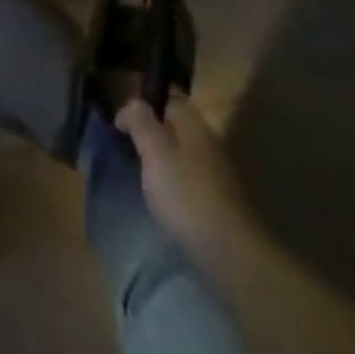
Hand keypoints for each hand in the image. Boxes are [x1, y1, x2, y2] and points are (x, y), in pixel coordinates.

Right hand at [115, 93, 255, 255]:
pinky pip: (192, 180)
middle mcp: (211, 144)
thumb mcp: (155, 152)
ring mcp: (220, 175)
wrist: (232, 254)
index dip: (145, 105)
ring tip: (142, 176)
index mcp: (195, 126)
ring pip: (185, 155)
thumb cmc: (186, 195)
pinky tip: (165, 200)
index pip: (170, 99)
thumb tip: (133, 102)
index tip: (122, 124)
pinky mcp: (222, 203)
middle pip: (178, 128)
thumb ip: (141, 122)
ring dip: (164, 160)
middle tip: (128, 150)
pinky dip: (176, 183)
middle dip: (154, 133)